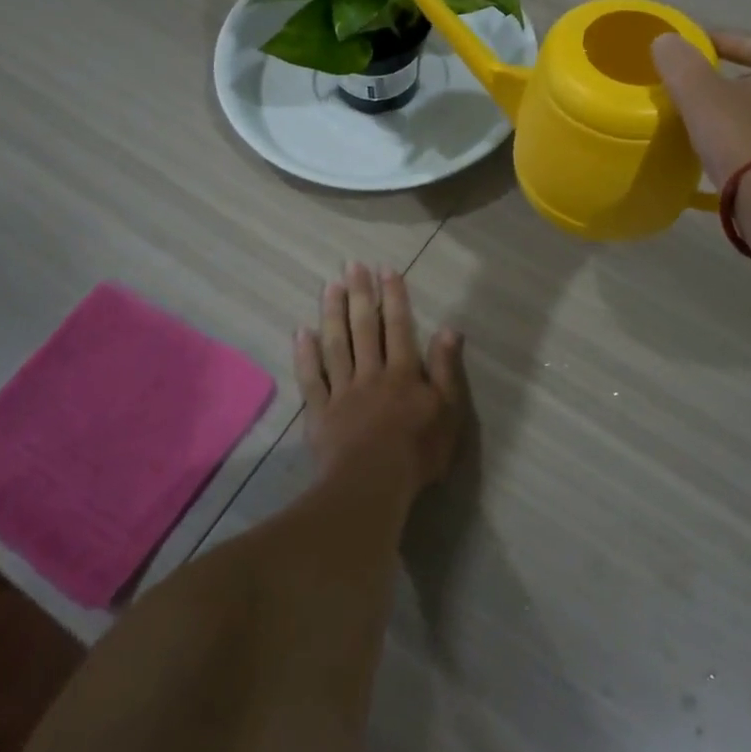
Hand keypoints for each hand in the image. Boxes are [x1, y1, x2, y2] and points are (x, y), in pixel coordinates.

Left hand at [295, 263, 466, 492]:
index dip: (393, 296)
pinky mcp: (320, 413)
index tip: (386, 269)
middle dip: (360, 294)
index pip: (399, 326)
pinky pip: (311, 378)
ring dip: (332, 314)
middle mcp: (371, 373)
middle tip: (352, 265)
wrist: (372, 486)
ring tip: (330, 286)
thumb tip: (449, 328)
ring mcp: (342, 391)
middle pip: (364, 328)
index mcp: (403, 372)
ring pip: (336, 345)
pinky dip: (305, 355)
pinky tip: (301, 332)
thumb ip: (447, 369)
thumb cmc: (418, 451)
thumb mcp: (448, 411)